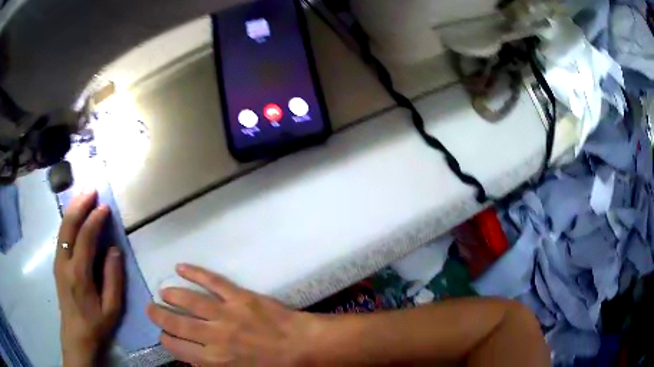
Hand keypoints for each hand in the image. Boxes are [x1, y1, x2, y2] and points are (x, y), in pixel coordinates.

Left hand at [54, 191, 123, 366]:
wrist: (76, 335)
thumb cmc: (96, 324)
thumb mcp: (112, 308)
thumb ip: (113, 278)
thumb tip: (114, 249)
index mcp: (79, 274)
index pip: (85, 238)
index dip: (95, 219)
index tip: (105, 207)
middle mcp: (64, 262)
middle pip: (69, 225)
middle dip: (80, 204)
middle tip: (91, 188)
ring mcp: (58, 261)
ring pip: (63, 227)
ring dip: (73, 208)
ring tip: (83, 194)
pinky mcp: (57, 262)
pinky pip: (62, 235)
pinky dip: (68, 219)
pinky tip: (75, 213)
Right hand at [147, 264, 319, 365]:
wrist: (302, 347)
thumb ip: (214, 366)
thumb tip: (194, 358)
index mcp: (215, 360)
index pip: (178, 348)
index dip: (167, 340)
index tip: (163, 335)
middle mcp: (214, 336)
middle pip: (177, 324)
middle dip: (159, 316)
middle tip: (150, 309)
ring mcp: (226, 314)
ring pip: (190, 301)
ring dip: (172, 295)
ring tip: (162, 292)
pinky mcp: (239, 296)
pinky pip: (212, 281)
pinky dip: (195, 272)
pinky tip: (181, 267)